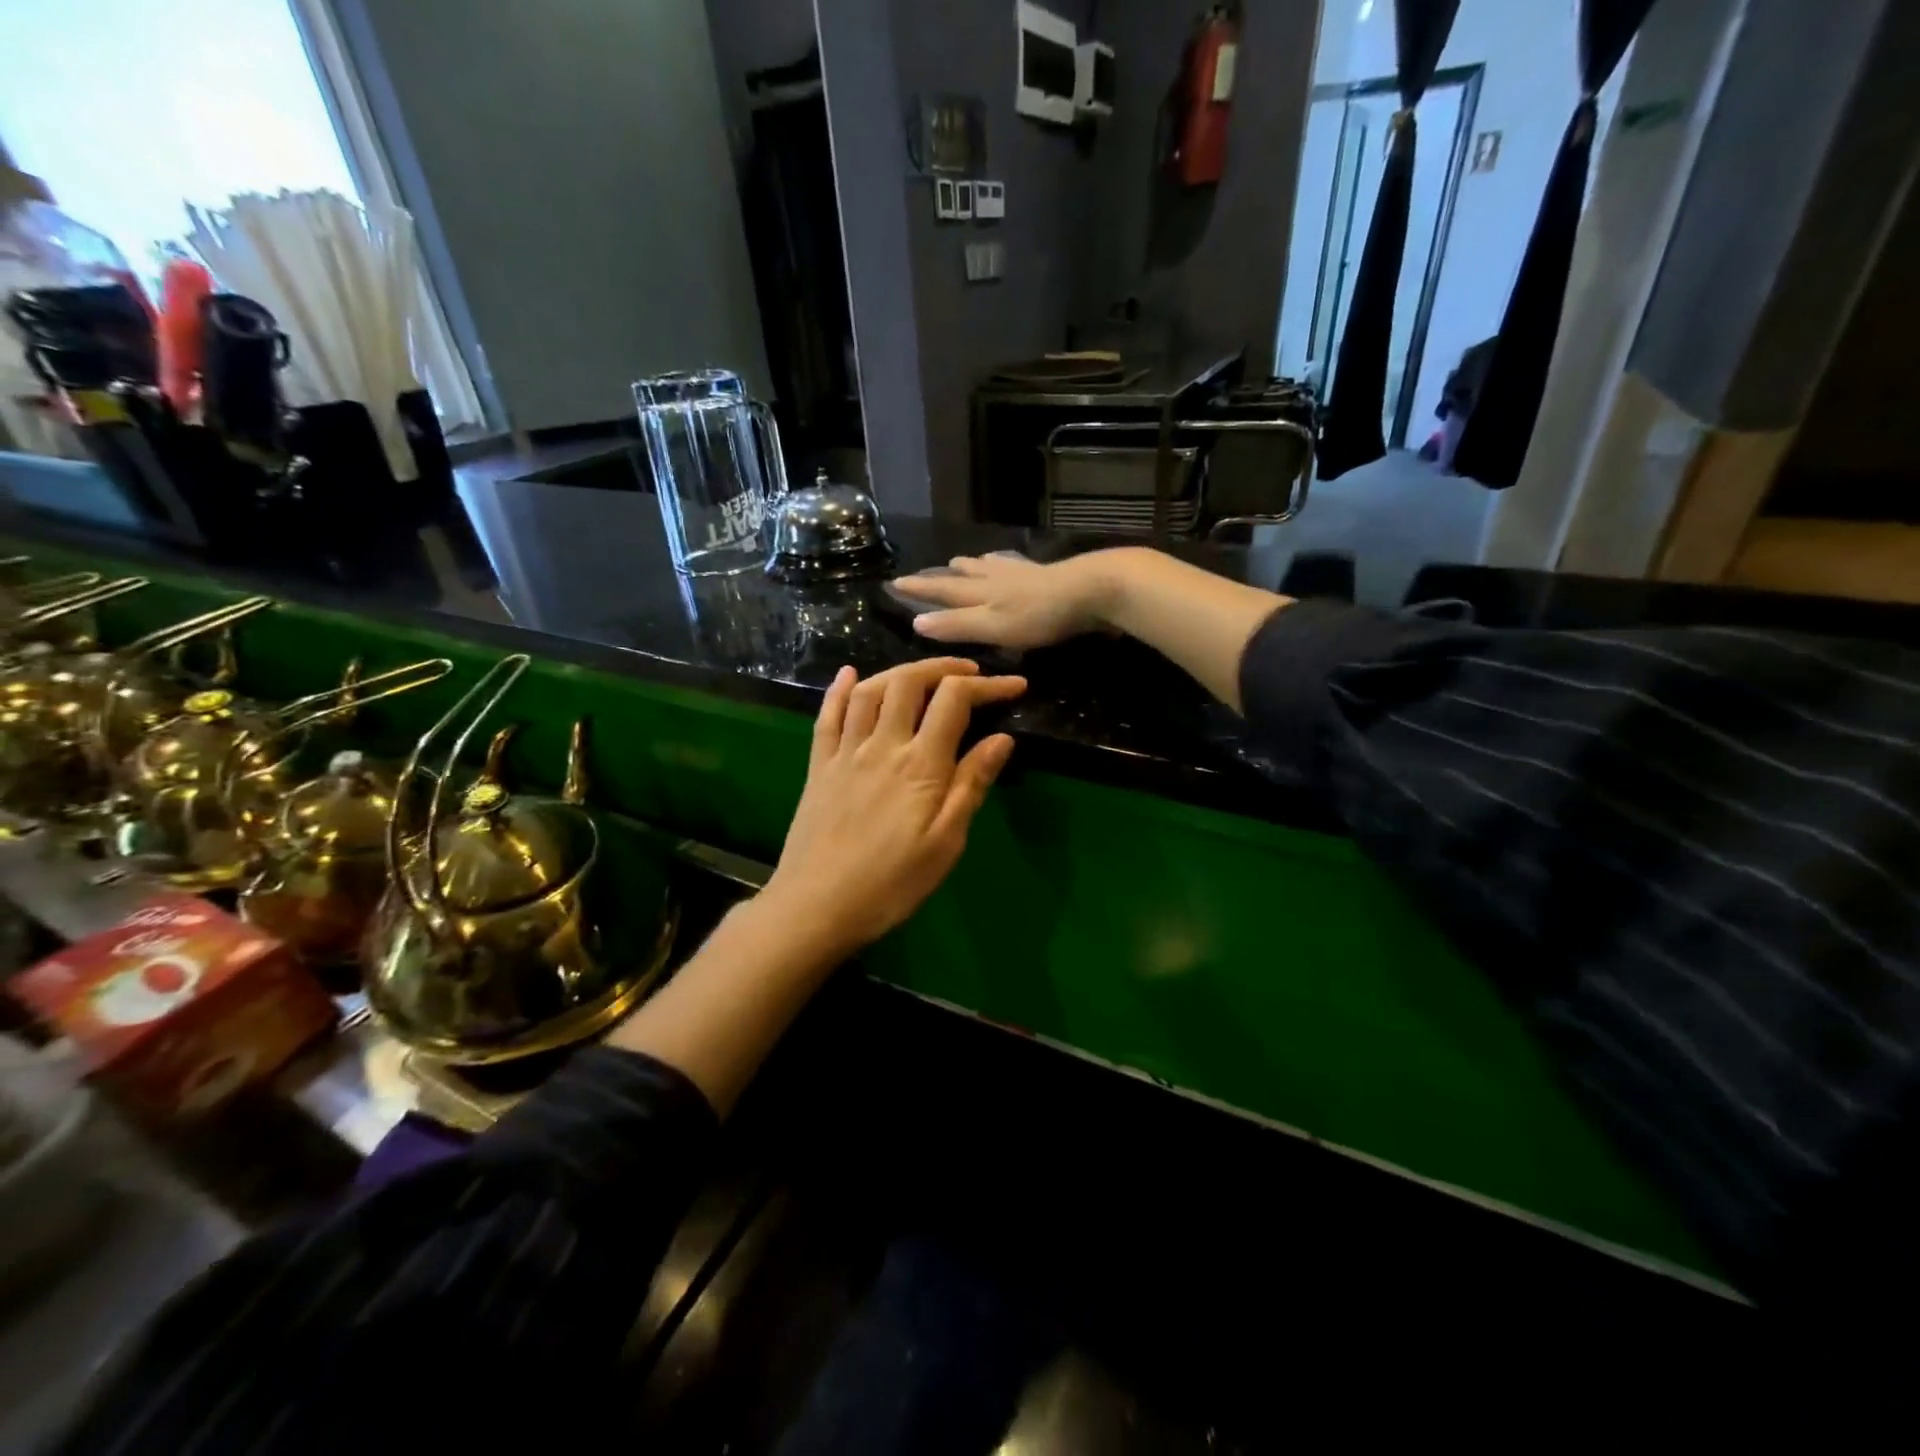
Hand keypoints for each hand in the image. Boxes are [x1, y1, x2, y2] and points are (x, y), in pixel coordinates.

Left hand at [762, 658, 1024, 956]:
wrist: (817, 907)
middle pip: (909, 681)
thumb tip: (1002, 738)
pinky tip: (849, 674)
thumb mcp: (946, 842)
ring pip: (869, 690)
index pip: (955, 701)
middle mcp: (882, 745)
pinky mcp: (820, 766)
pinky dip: (839, 688)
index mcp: (920, 765)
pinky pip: (827, 715)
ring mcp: (845, 753)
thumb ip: (972, 784)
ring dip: (899, 672)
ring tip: (923, 675)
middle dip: (943, 667)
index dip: (988, 685)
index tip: (1015, 686)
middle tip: (970, 673)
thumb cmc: (892, 883)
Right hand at [895, 552, 1122, 649]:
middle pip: (964, 575)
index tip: (896, 582)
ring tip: (964, 560)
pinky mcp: (1047, 575)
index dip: (920, 589)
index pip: (942, 591)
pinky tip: (1010, 563)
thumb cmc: (1039, 615)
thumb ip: (957, 625)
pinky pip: (1014, 566)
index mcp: (981, 593)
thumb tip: (916, 620)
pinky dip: (1003, 563)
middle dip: (943, 575)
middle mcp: (996, 579)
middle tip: (928, 570)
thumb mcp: (993, 626)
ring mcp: (1022, 574)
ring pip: (989, 567)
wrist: (1091, 590)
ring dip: (973, 565)